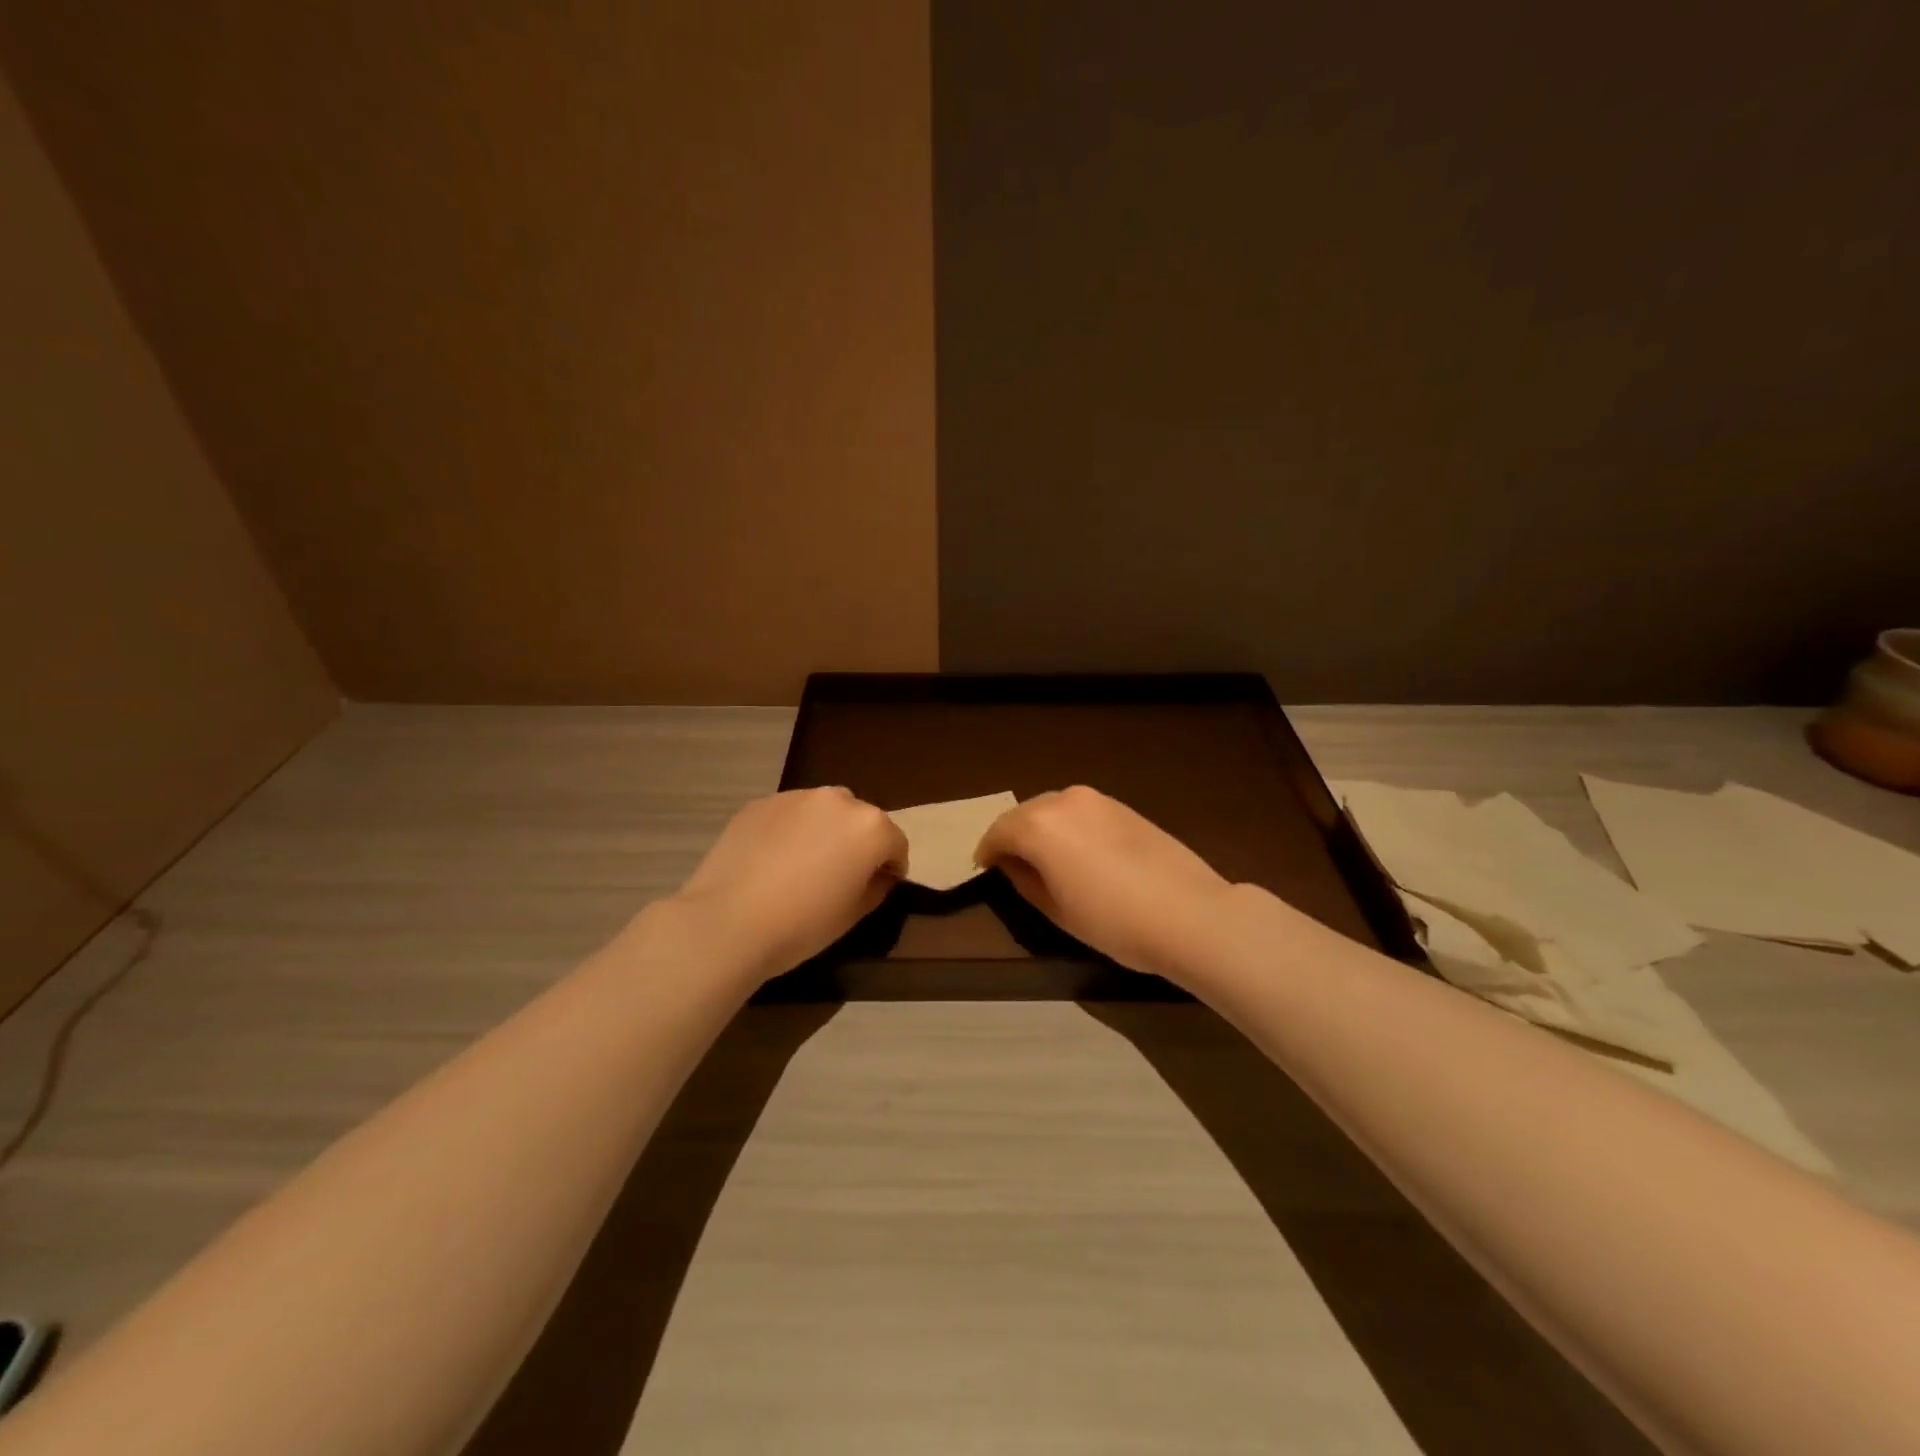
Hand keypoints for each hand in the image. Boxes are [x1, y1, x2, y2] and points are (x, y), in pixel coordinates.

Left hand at [672, 788, 907, 981]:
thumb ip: (875, 886)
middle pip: (861, 820)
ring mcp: (796, 797)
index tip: (878, 887)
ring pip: (824, 812)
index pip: (896, 844)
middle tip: (840, 875)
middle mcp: (838, 800)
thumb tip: (876, 875)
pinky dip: (791, 831)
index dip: (891, 868)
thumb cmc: (802, 924)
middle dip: (858, 843)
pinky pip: (789, 815)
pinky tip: (772, 861)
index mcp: (870, 827)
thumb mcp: (853, 915)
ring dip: (825, 831)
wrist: (728, 921)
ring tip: (804, 864)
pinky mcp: (761, 803)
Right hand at [974, 786, 1237, 983]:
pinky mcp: (1123, 807)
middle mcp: (1064, 801)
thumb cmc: (1114, 921)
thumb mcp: (1057, 911)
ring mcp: (1097, 800)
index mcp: (1039, 825)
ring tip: (1044, 859)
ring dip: (1042, 829)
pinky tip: (1079, 852)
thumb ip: (1025, 881)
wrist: (1190, 914)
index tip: (983, 869)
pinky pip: (1081, 812)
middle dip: (1013, 836)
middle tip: (1010, 864)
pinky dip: (1068, 826)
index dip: (987, 852)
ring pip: (1054, 809)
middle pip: (1025, 814)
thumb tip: (1014, 864)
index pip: (999, 832)